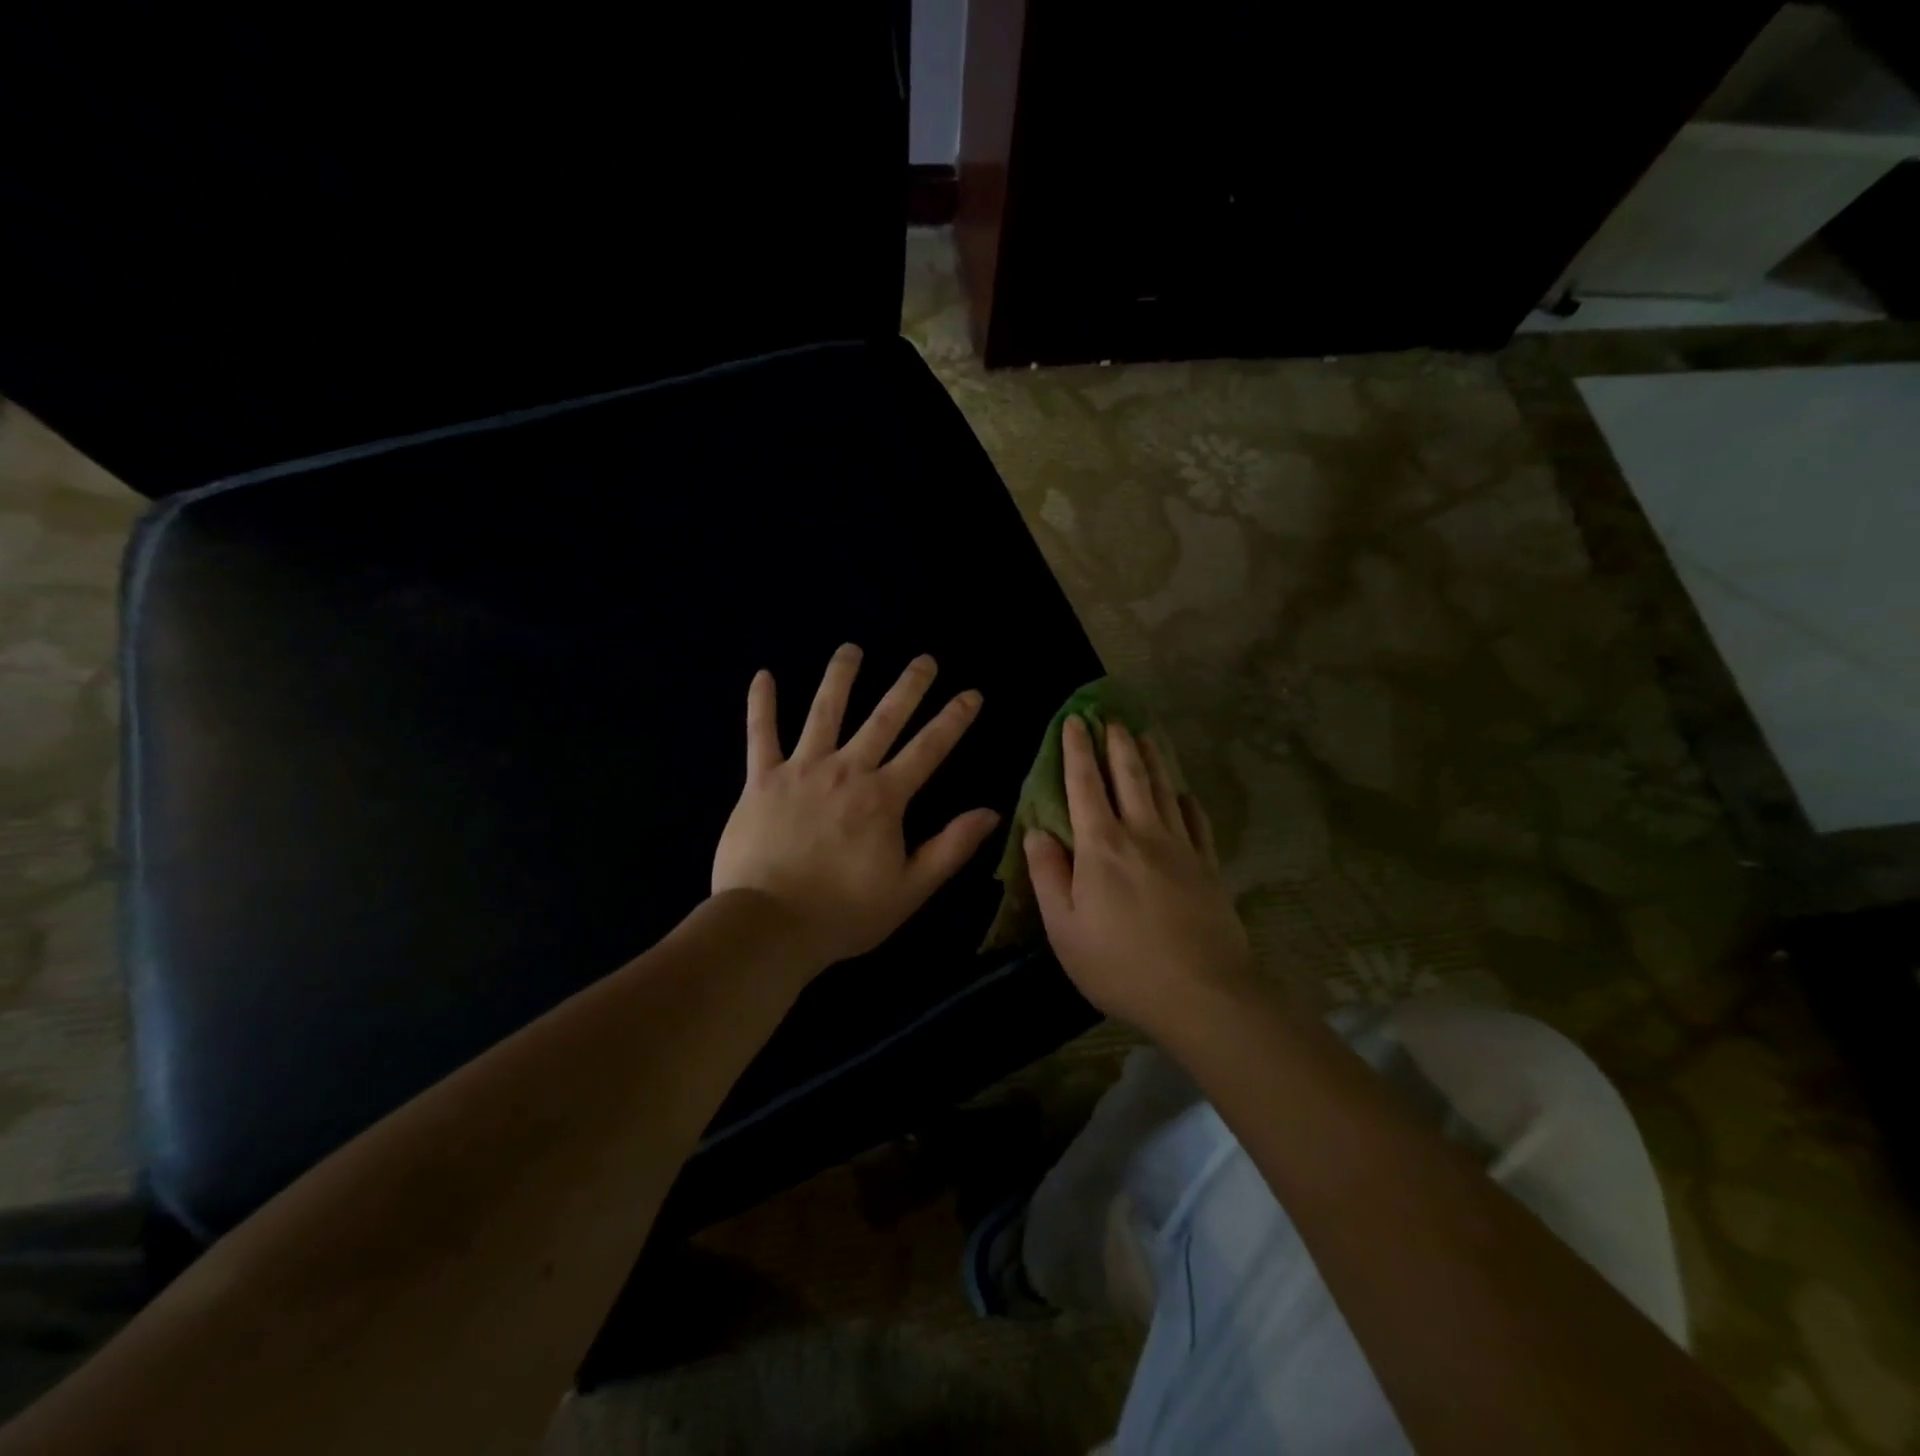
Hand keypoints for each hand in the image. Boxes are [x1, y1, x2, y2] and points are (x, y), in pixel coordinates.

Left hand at [712, 644, 1000, 972]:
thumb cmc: (844, 912)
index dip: (953, 719)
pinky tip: (763, 676)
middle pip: (883, 718)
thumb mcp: (910, 889)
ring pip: (824, 712)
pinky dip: (761, 704)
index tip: (971, 693)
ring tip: (851, 649)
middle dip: (908, 686)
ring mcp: (801, 770)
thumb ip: (950, 848)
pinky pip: (760, 734)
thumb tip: (991, 812)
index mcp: (884, 797)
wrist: (769, 925)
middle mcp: (847, 771)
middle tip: (924, 659)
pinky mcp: (761, 780)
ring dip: (841, 677)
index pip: (929, 748)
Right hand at [1024, 716, 1254, 1035]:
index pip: (1084, 785)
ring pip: (1163, 789)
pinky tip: (1183, 793)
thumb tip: (1036, 831)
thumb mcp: (1064, 928)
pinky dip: (1186, 800)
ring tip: (1143, 735)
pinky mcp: (1209, 866)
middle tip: (1111, 716)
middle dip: (1117, 742)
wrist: (1202, 994)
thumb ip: (1047, 875)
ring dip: (1151, 759)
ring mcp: (1181, 847)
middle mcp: (1142, 833)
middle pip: (1129, 775)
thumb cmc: (1120, 964)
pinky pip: (1197, 821)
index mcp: (1101, 846)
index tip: (1074, 720)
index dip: (1077, 750)